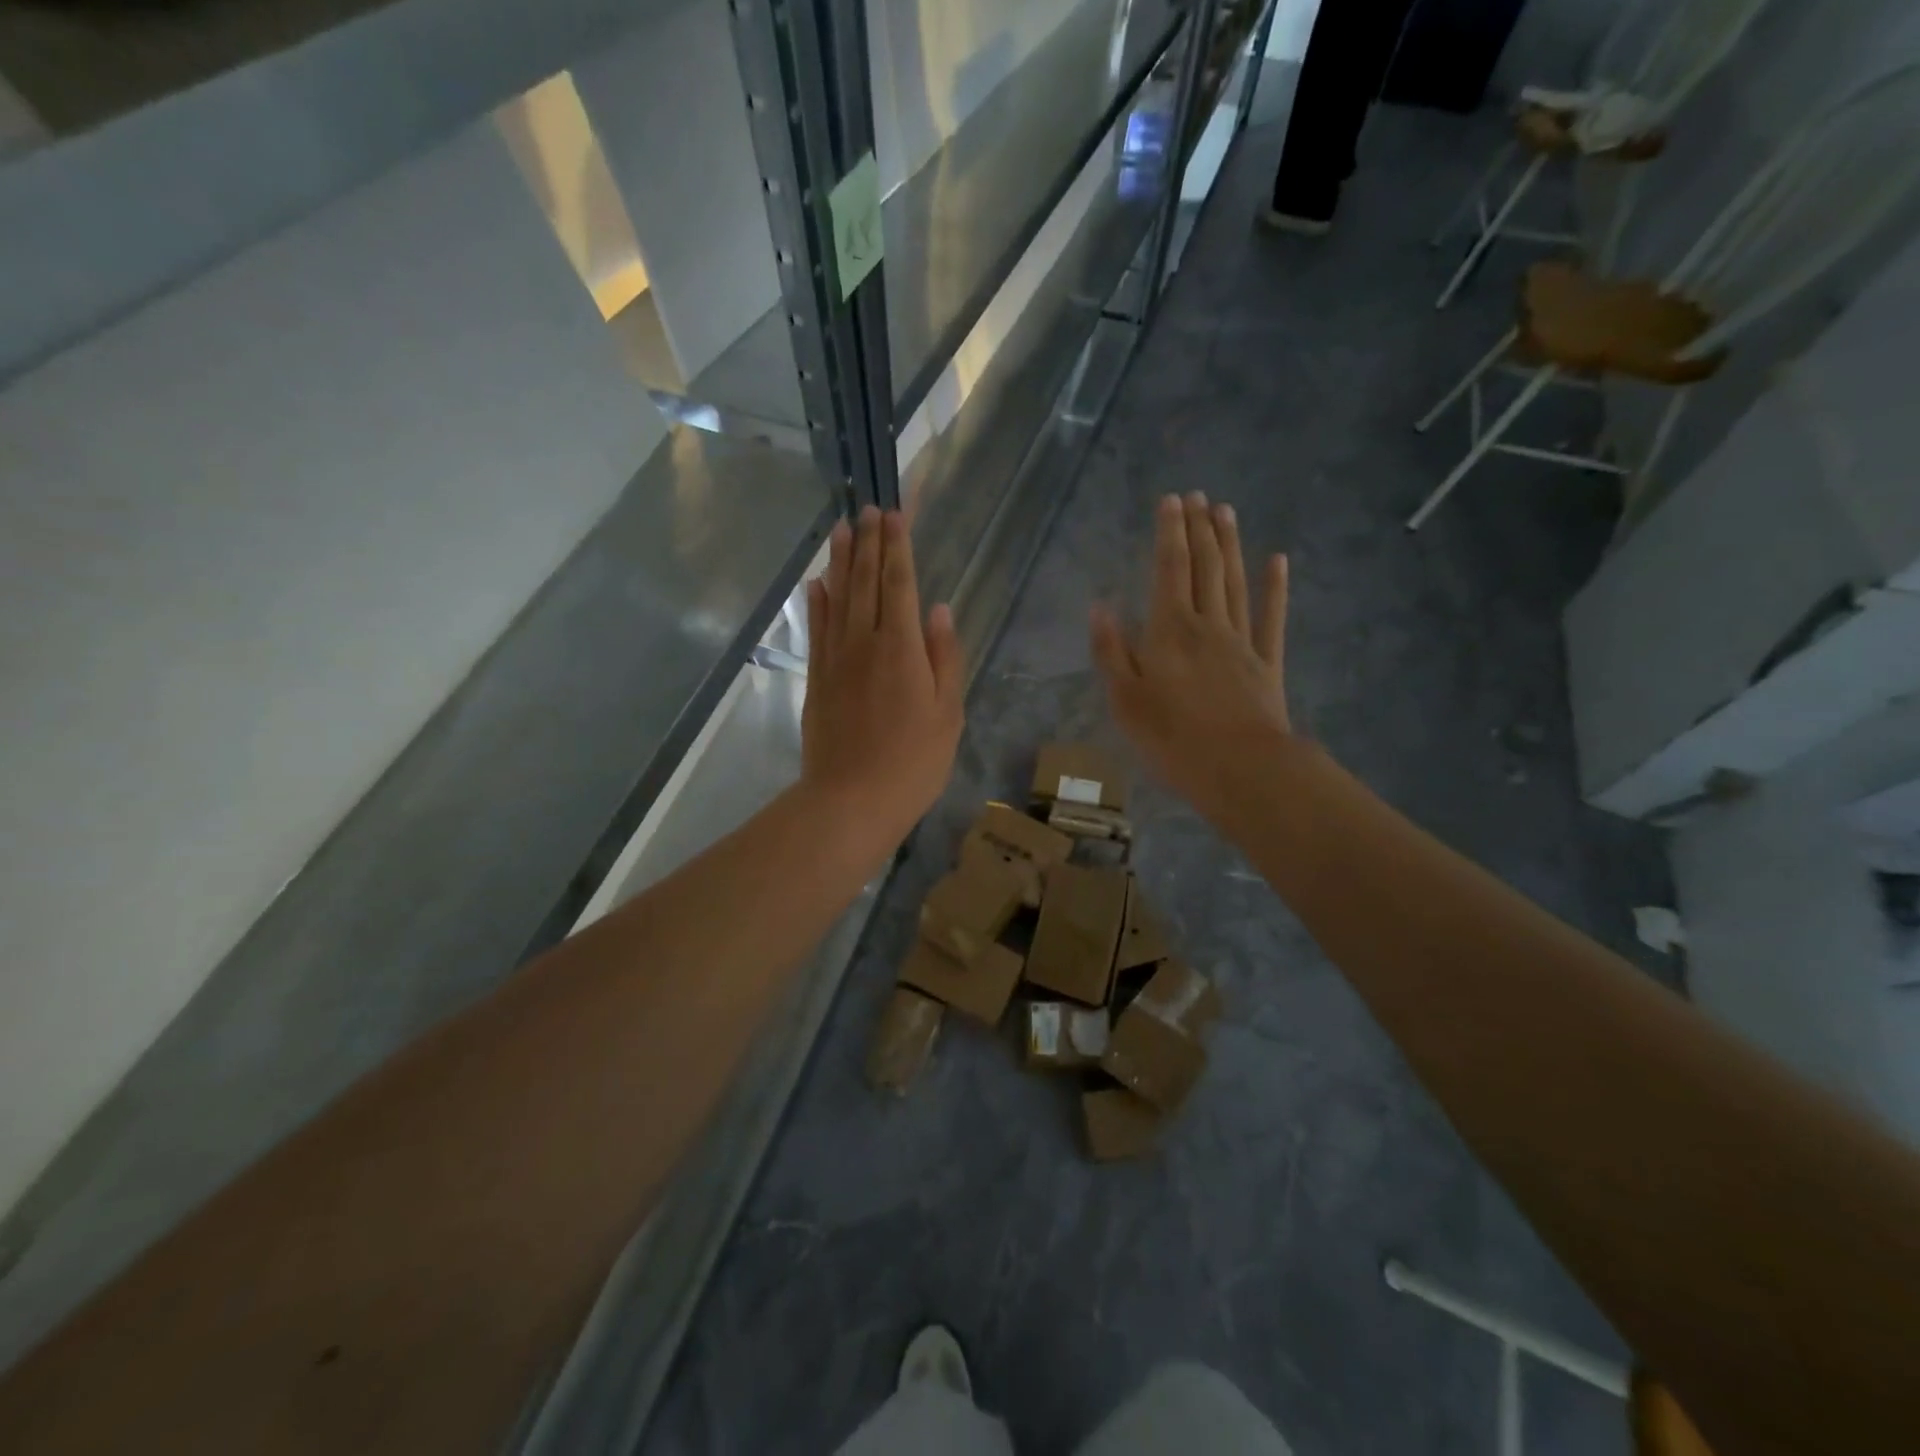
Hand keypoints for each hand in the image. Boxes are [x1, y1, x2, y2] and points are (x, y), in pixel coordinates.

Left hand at [802, 507, 962, 850]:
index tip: (895, 514)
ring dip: (841, 561)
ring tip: (842, 528)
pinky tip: (817, 584)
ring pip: (838, 598)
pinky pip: (817, 630)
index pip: (899, 584)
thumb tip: (940, 610)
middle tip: (869, 508)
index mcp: (902, 648)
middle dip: (869, 543)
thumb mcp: (948, 714)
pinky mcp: (817, 679)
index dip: (898, 547)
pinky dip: (817, 603)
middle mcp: (865, 642)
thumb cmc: (913, 763)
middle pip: (865, 582)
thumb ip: (945, 658)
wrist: (851, 800)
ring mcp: (835, 659)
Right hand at [1090, 493, 1290, 827]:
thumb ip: (1111, 652)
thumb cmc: (1172, 738)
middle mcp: (1207, 624)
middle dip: (1199, 529)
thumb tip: (1100, 608)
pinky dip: (1275, 587)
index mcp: (1169, 630)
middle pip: (1204, 567)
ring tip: (1225, 512)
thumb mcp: (1125, 700)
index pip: (1169, 569)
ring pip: (1234, 582)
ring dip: (1230, 545)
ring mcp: (1242, 641)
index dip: (1169, 533)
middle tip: (1198, 496)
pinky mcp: (1266, 663)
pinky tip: (1277, 561)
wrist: (1241, 770)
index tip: (1171, 500)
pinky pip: (1271, 617)